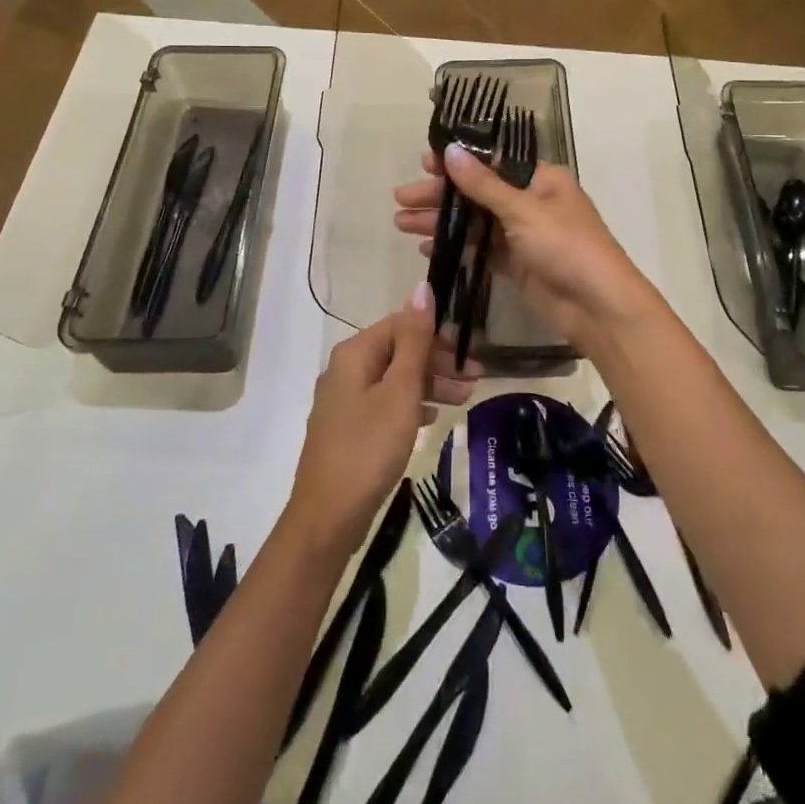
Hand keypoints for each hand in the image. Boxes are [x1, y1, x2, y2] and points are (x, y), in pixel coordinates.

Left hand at [286, 285, 476, 556]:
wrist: (328, 516)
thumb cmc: (369, 447)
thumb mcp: (400, 391)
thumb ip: (414, 340)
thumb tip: (422, 287)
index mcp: (354, 353)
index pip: (401, 324)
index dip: (437, 335)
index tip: (471, 353)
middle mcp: (345, 369)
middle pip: (398, 351)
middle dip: (438, 362)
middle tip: (475, 379)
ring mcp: (345, 400)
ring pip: (394, 379)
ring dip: (430, 384)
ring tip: (464, 399)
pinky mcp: (349, 427)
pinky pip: (386, 403)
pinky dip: (411, 404)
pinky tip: (432, 417)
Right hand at [393, 145, 655, 350]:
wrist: (599, 307)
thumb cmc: (566, 247)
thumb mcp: (523, 210)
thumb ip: (483, 184)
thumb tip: (451, 150)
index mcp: (541, 179)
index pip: (491, 163)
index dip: (456, 163)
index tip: (423, 163)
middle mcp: (532, 202)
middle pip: (478, 192)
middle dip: (440, 196)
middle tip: (400, 198)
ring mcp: (524, 235)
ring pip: (475, 222)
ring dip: (441, 222)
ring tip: (400, 223)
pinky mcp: (517, 264)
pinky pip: (480, 249)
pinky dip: (456, 246)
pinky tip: (426, 247)